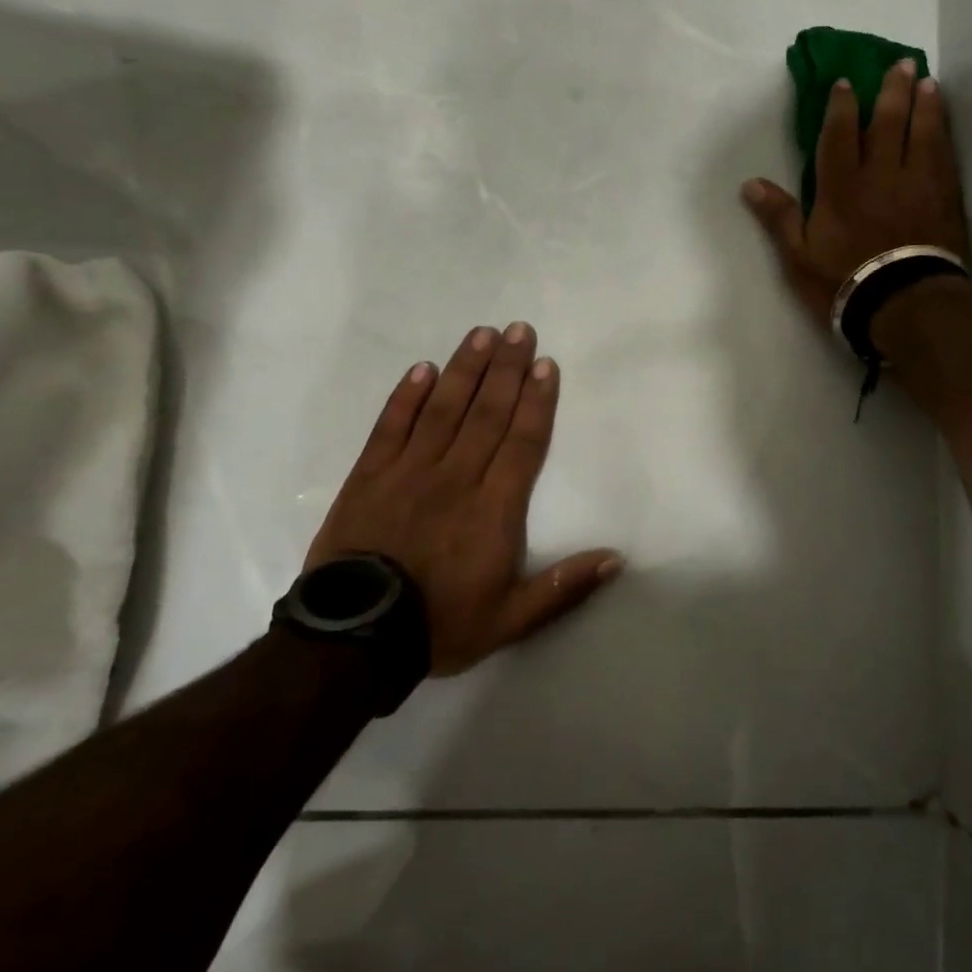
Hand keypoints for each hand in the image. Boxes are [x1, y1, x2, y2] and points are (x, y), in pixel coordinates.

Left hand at [304, 323, 621, 675]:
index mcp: (493, 508)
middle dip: (507, 369)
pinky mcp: (369, 476)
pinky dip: (406, 396)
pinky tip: (423, 368)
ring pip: (444, 409)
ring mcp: (409, 472)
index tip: (546, 364)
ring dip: (465, 370)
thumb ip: (564, 587)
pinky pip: (391, 426)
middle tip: (519, 330)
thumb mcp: (512, 620)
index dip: (536, 401)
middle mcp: (456, 477)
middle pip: (487, 414)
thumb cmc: (441, 625)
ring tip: (482, 335)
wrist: (354, 641)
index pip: (522, 442)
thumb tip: (617, 558)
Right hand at [742, 59, 971, 327]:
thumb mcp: (798, 257)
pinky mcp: (944, 198)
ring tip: (927, 82)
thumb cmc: (844, 283)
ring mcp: (917, 183)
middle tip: (900, 64)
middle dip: (892, 91)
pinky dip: (943, 133)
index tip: (846, 83)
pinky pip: (944, 155)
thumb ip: (779, 217)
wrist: (904, 303)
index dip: (842, 106)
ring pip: (922, 132)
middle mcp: (880, 174)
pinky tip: (943, 123)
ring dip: (924, 104)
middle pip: (887, 122)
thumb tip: (750, 183)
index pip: (839, 135)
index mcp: (840, 186)